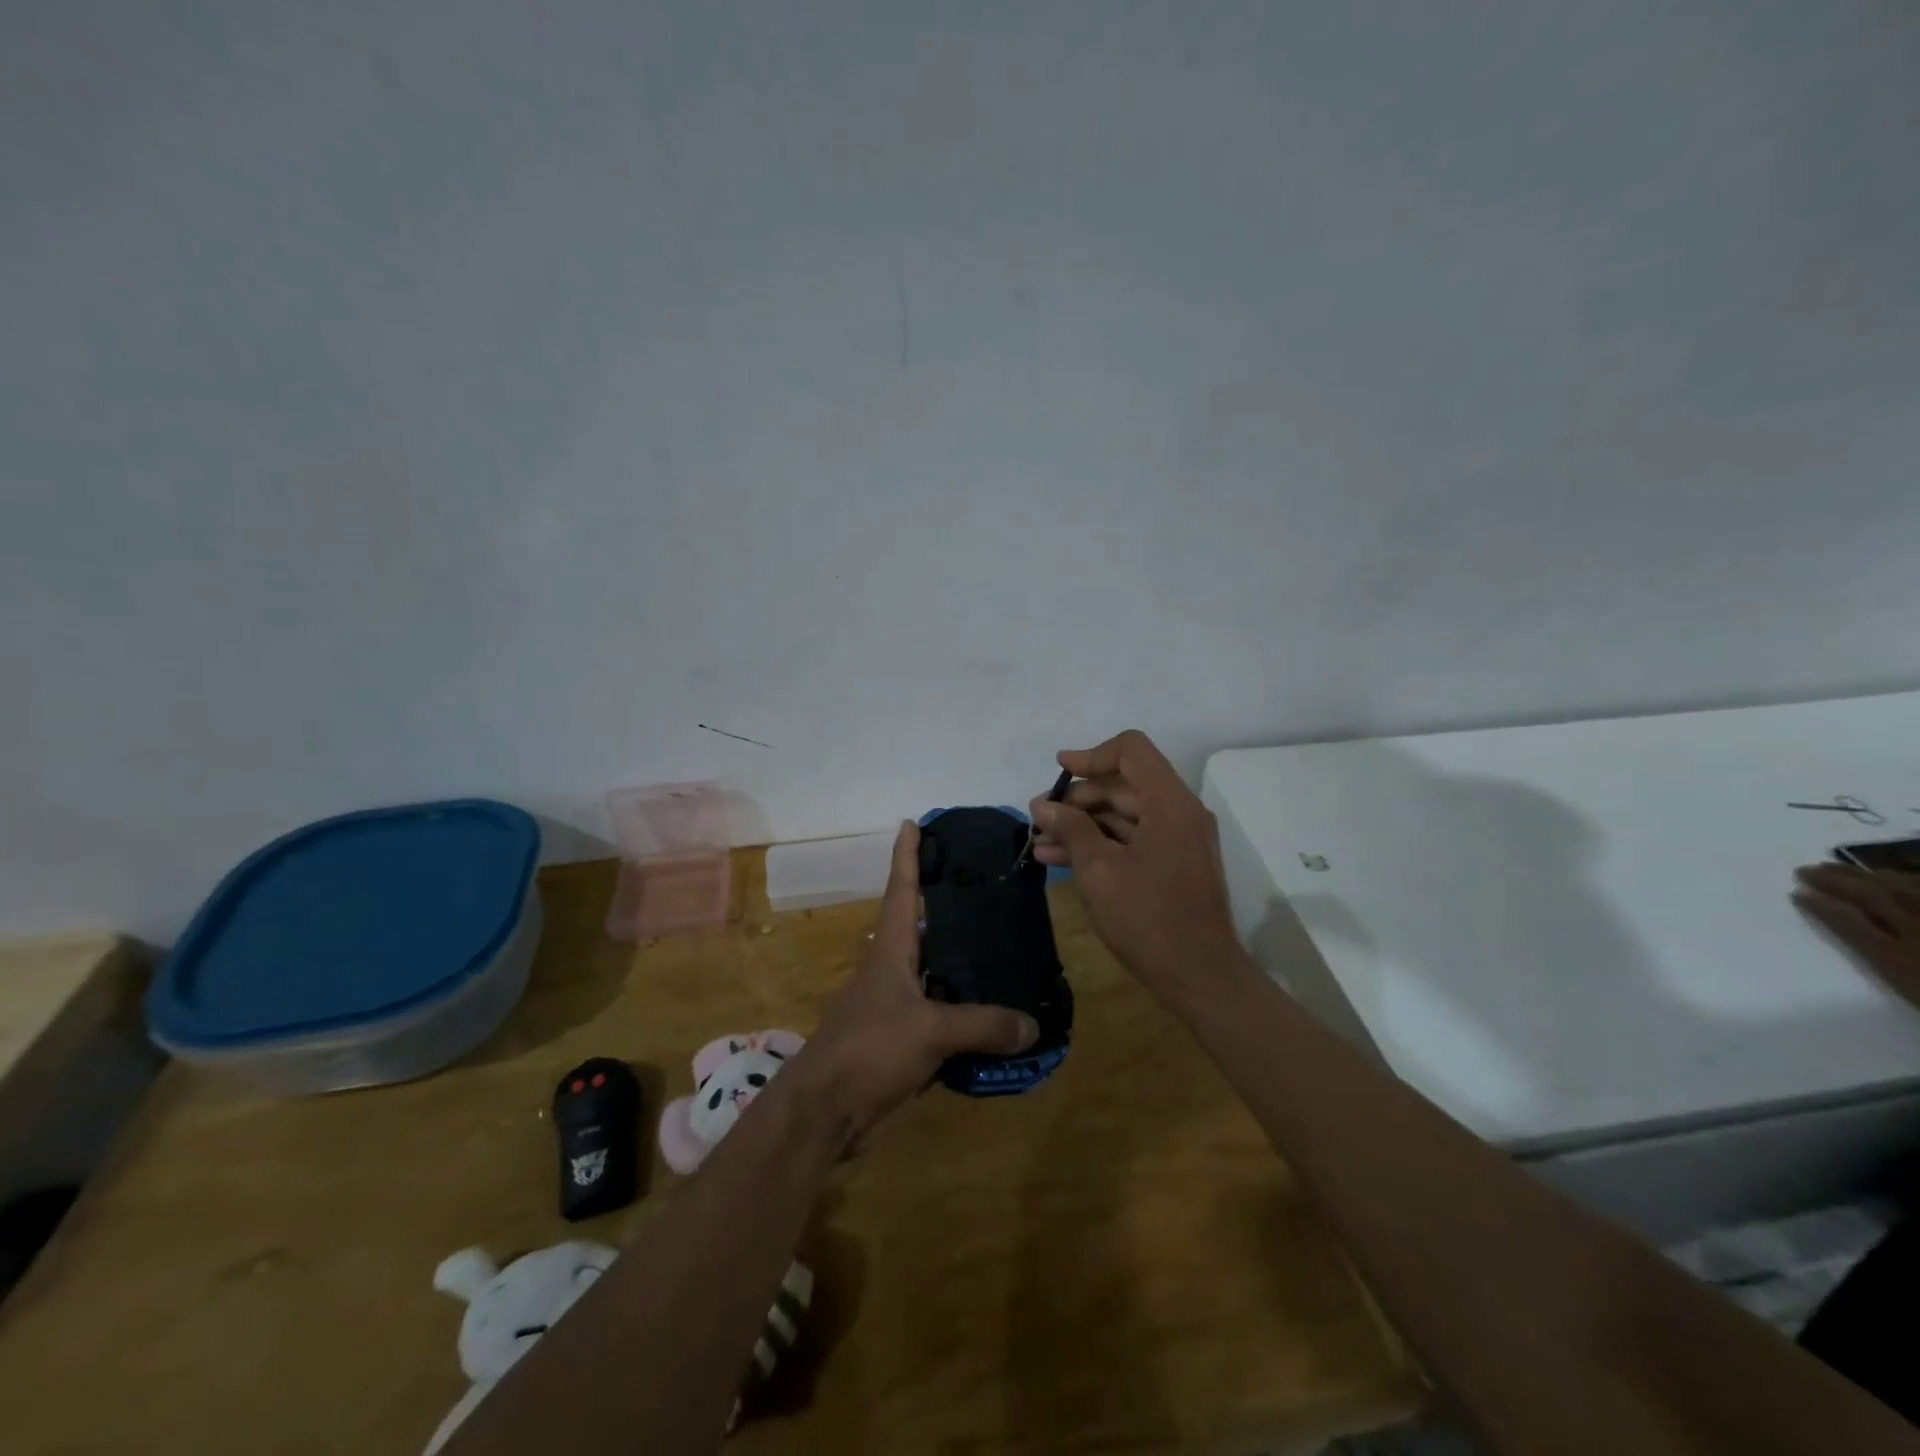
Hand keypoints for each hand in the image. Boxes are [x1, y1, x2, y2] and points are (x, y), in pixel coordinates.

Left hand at [796, 821, 1037, 1139]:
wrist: (825, 1110)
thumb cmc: (869, 1049)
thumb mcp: (929, 1030)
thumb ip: (982, 1025)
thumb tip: (1033, 1025)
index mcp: (891, 950)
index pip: (901, 890)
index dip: (906, 855)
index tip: (911, 822)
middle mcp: (891, 968)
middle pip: (919, 924)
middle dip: (944, 901)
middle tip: (984, 883)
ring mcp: (894, 1003)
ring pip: (933, 969)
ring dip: (959, 956)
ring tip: (1001, 941)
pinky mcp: (900, 1037)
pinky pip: (939, 1011)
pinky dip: (963, 1005)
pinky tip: (992, 1009)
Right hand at [1030, 729, 1243, 995]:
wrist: (1199, 977)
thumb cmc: (1148, 918)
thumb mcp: (1099, 870)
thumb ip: (1071, 829)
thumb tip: (1043, 806)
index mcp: (1170, 803)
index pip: (1131, 751)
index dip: (1091, 756)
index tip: (1058, 772)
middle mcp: (1179, 813)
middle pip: (1123, 785)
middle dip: (1077, 799)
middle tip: (1038, 818)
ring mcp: (1177, 840)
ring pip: (1122, 815)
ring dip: (1081, 825)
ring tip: (1038, 842)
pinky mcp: (1171, 865)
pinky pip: (1130, 840)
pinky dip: (1098, 844)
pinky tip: (1058, 859)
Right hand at [1794, 862, 1919, 1009]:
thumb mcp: (1906, 982)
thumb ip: (1876, 952)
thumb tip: (1833, 921)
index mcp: (1900, 956)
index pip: (1849, 922)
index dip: (1820, 906)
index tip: (1794, 892)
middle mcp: (1919, 930)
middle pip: (1875, 898)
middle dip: (1837, 881)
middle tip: (1807, 869)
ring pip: (1907, 889)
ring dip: (1870, 875)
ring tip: (1845, 867)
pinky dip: (1914, 879)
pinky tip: (1904, 875)